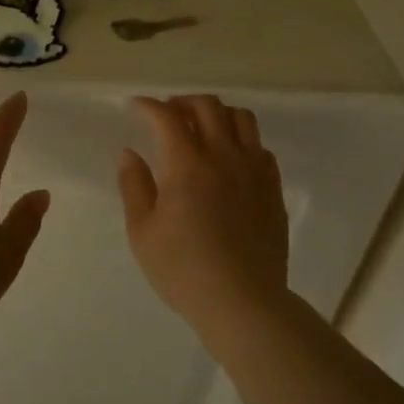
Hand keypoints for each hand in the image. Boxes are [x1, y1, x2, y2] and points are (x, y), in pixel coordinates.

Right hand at [118, 95, 290, 335]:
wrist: (242, 301)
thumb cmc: (183, 270)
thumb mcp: (142, 232)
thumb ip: (134, 186)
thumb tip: (130, 153)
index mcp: (187, 165)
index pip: (167, 117)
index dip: (148, 106)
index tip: (135, 107)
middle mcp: (225, 157)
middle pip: (208, 107)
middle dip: (183, 102)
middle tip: (167, 114)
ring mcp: (254, 171)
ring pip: (241, 118)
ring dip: (217, 114)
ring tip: (201, 128)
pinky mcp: (273, 188)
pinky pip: (259, 146)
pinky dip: (241, 140)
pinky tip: (229, 158)